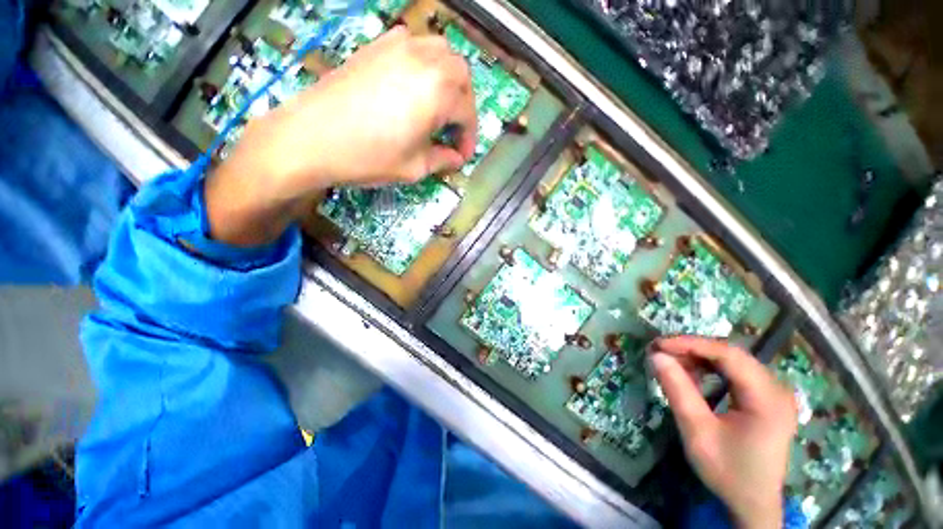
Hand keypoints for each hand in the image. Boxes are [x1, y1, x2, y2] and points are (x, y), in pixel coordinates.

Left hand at [206, 26, 476, 245]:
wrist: (310, 137)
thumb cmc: (368, 157)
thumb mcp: (414, 167)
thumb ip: (442, 160)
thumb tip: (456, 158)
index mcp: (438, 93)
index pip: (467, 113)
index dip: (468, 137)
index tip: (462, 155)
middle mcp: (425, 61)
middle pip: (461, 75)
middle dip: (464, 103)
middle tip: (454, 129)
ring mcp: (398, 47)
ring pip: (441, 52)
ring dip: (448, 79)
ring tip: (439, 106)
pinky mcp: (377, 46)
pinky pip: (414, 44)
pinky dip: (424, 62)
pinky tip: (414, 84)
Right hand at [649, 336, 796, 528]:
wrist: (753, 504)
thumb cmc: (727, 472)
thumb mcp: (697, 432)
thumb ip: (677, 391)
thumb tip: (656, 356)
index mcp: (767, 399)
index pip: (728, 355)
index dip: (690, 344)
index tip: (658, 345)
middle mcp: (776, 389)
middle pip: (731, 354)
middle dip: (692, 349)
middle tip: (660, 352)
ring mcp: (774, 393)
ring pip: (732, 361)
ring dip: (699, 358)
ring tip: (671, 363)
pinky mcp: (767, 398)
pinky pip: (736, 372)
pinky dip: (709, 369)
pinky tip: (692, 375)